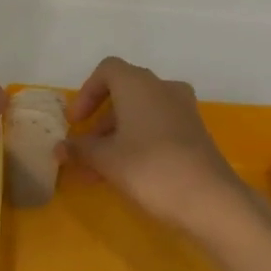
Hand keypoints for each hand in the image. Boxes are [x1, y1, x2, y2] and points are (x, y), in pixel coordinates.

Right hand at [60, 57, 263, 242]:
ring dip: (116, 135)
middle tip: (84, 148)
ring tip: (98, 169)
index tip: (75, 122)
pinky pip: (157, 127)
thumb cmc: (150, 168)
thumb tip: (60, 148)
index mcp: (138, 84)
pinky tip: (125, 172)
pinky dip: (137, 142)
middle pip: (123, 93)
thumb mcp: (106, 159)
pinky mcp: (195, 133)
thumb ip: (80, 149)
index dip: (86, 93)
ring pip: (140, 113)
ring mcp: (183, 110)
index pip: (107, 70)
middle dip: (99, 121)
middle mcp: (163, 88)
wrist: (211, 200)